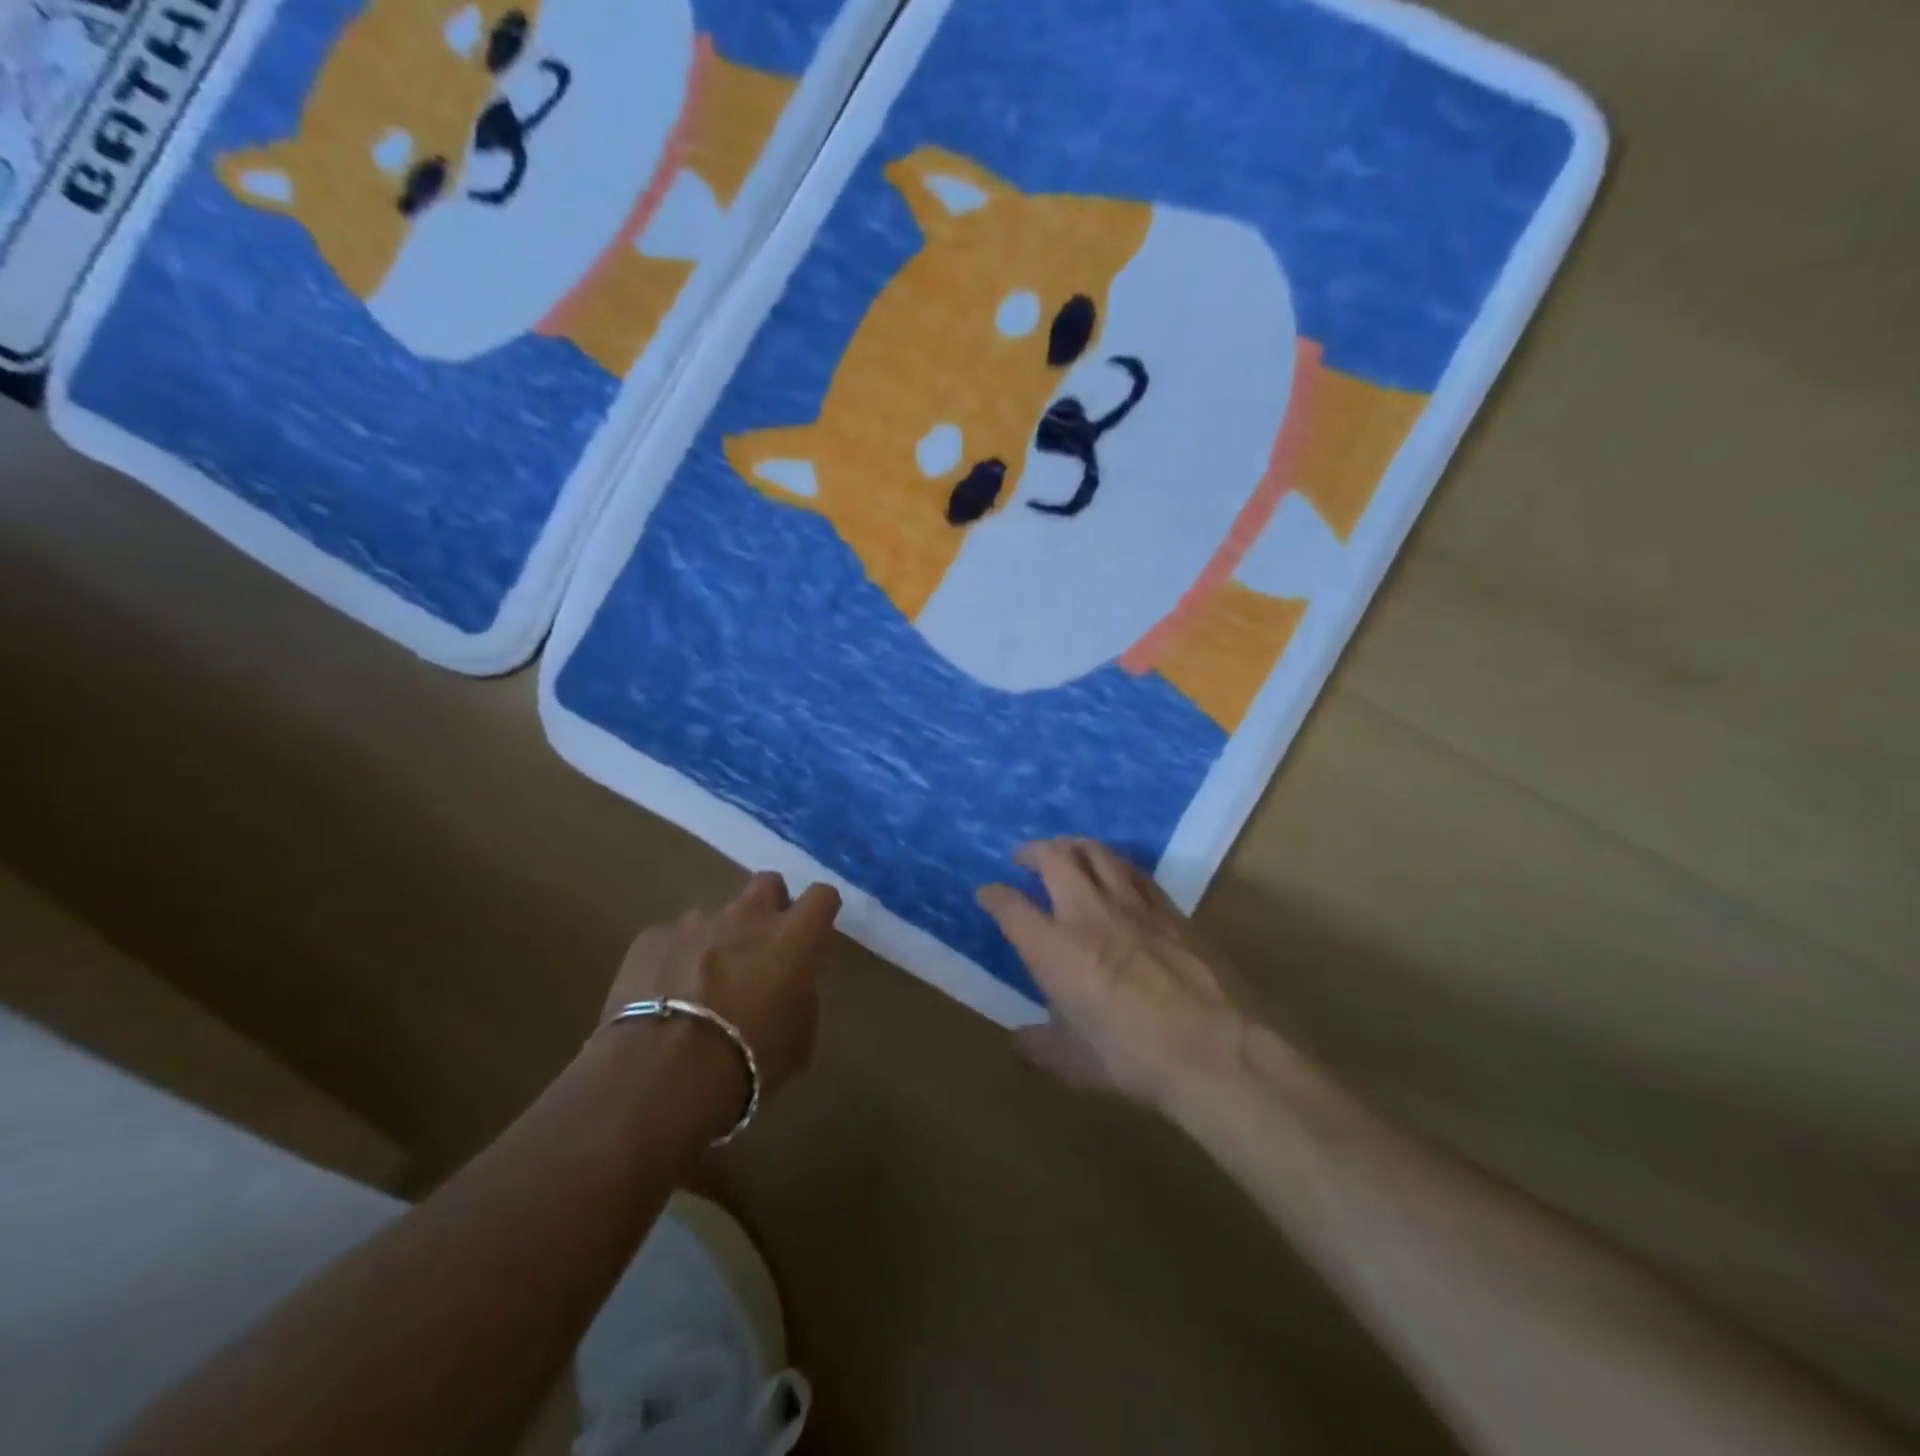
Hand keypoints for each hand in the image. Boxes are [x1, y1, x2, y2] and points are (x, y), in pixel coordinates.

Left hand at [601, 872, 841, 1101]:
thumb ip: (800, 995)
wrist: (663, 1074)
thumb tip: (788, 984)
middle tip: (761, 947)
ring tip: (702, 985)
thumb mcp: (799, 1038)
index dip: (820, 911)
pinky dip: (673, 960)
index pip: (822, 896)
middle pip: (767, 883)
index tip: (814, 933)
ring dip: (717, 940)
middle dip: (768, 906)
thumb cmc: (748, 1061)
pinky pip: (670, 940)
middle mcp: (747, 916)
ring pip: (715, 916)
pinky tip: (664, 996)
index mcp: (793, 937)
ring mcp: (696, 922)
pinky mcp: (651, 938)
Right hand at [979, 839, 1250, 1114]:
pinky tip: (1117, 871)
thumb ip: (1040, 1048)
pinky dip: (1115, 863)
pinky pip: (1135, 871)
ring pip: (1097, 853)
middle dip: (1032, 852)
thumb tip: (1018, 1043)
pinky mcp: (1169, 909)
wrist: (1214, 1050)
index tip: (987, 894)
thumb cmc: (1133, 1059)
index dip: (993, 896)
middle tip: (1024, 857)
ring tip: (1066, 850)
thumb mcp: (1074, 1063)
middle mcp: (1088, 913)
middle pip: (1054, 859)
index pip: (1011, 907)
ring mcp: (1132, 905)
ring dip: (1074, 846)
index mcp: (1054, 948)